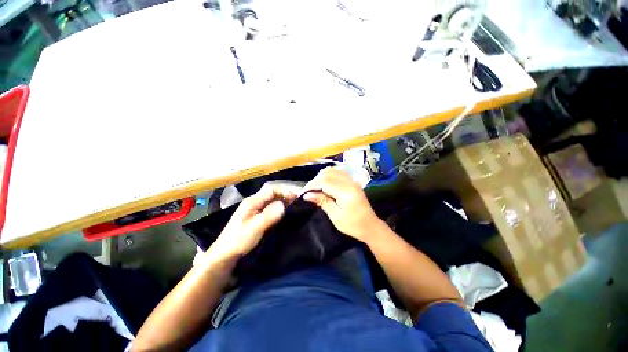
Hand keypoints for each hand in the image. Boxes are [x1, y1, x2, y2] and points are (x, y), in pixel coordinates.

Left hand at [210, 182, 300, 259]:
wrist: (225, 254)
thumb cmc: (238, 240)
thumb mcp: (254, 228)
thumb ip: (269, 215)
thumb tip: (283, 205)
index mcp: (252, 201)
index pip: (271, 189)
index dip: (285, 191)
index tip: (297, 197)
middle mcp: (255, 202)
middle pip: (273, 194)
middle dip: (286, 196)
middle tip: (298, 202)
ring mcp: (256, 209)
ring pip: (273, 201)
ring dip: (284, 202)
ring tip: (295, 207)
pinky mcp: (258, 216)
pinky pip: (271, 209)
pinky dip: (280, 209)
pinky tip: (286, 214)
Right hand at [302, 168, 380, 242]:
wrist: (370, 226)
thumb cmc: (352, 225)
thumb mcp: (335, 215)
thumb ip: (322, 202)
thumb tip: (306, 195)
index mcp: (346, 191)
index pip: (324, 182)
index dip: (311, 186)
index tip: (302, 193)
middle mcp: (349, 182)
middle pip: (327, 174)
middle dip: (314, 181)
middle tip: (308, 192)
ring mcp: (352, 180)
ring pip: (332, 171)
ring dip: (321, 177)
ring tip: (315, 188)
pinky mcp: (352, 181)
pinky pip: (337, 173)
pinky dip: (328, 175)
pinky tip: (324, 183)